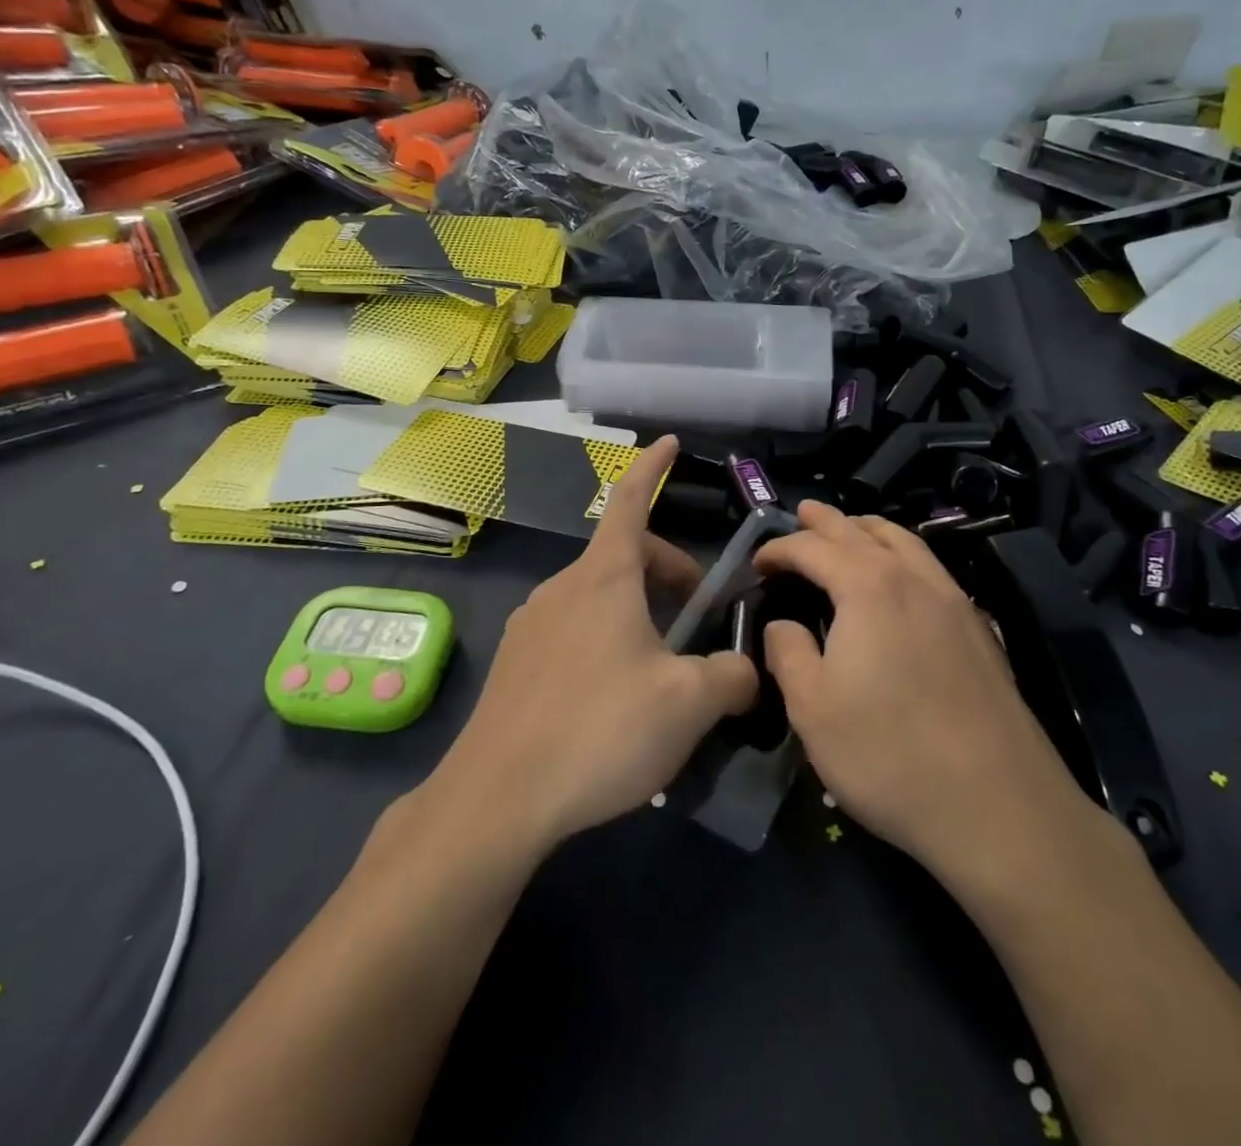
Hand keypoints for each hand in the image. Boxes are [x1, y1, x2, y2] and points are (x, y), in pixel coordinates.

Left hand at [427, 436, 757, 853]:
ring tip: (661, 669)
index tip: (668, 442)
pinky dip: (606, 640)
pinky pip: (573, 631)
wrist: (496, 798)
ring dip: (639, 612)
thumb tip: (744, 670)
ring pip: (599, 598)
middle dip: (668, 573)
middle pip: (625, 557)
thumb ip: (731, 677)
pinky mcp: (515, 662)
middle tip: (699, 618)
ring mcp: (531, 623)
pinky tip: (615, 698)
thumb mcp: (688, 704)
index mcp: (604, 578)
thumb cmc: (599, 731)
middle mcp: (562, 587)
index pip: (632, 501)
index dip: (653, 469)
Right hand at [755, 502, 1098, 887]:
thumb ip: (788, 653)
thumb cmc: (889, 755)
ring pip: (907, 542)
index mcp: (868, 588)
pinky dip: (905, 554)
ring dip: (871, 530)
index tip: (758, 563)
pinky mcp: (980, 630)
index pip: (813, 548)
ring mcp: (954, 601)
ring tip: (851, 530)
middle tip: (802, 512)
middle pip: (863, 532)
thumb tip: (783, 624)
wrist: (999, 807)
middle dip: (827, 521)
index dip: (781, 549)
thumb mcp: (812, 709)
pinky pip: (932, 568)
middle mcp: (913, 579)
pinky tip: (902, 578)